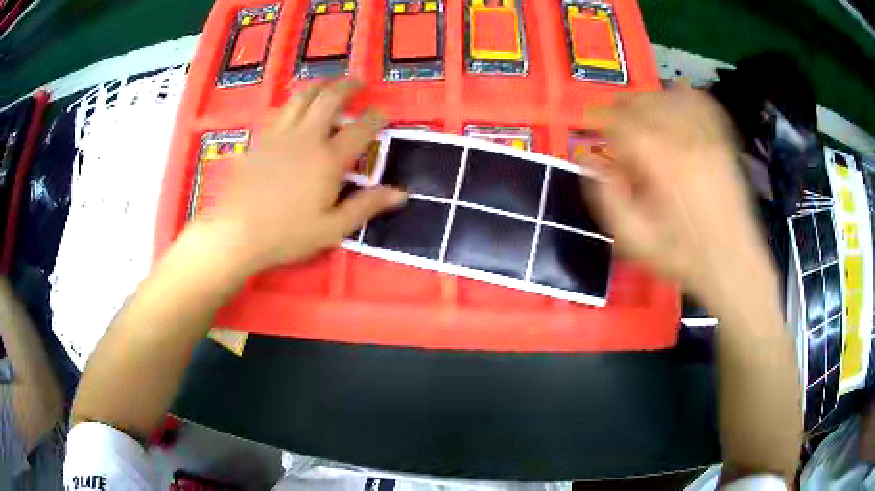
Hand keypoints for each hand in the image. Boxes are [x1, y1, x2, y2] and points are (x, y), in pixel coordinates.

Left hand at [204, 79, 406, 273]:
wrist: (237, 233)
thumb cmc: (287, 234)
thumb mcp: (332, 228)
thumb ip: (366, 206)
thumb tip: (401, 194)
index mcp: (328, 159)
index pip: (360, 129)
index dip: (375, 117)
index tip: (383, 113)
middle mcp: (306, 137)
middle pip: (330, 99)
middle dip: (347, 86)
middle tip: (358, 81)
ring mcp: (280, 134)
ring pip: (301, 97)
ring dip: (319, 85)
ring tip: (328, 83)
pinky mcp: (260, 139)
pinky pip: (279, 110)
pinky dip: (293, 102)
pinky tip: (294, 107)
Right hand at [583, 88, 771, 302]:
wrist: (732, 263)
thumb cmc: (683, 257)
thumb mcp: (635, 240)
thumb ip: (607, 199)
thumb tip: (589, 162)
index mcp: (659, 162)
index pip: (620, 123)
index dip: (599, 120)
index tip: (589, 126)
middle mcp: (683, 140)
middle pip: (644, 102)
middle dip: (621, 106)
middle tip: (611, 120)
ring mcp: (706, 138)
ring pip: (670, 98)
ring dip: (649, 99)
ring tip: (640, 112)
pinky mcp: (722, 142)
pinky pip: (702, 104)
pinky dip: (685, 96)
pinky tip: (676, 102)